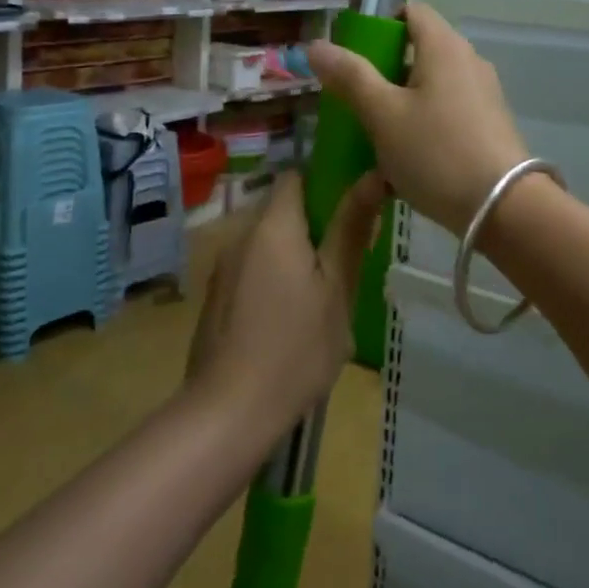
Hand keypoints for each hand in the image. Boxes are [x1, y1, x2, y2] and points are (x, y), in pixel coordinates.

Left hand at [185, 170, 384, 436]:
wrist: (229, 412)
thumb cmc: (296, 347)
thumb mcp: (337, 288)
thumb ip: (351, 229)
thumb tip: (373, 174)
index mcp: (273, 226)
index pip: (295, 176)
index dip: (324, 183)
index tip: (350, 209)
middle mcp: (241, 236)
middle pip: (281, 211)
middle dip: (313, 226)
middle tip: (345, 261)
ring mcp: (222, 268)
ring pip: (266, 243)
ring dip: (292, 256)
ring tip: (320, 295)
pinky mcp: (215, 298)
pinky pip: (250, 269)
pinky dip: (271, 279)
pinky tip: (287, 319)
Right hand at [307, 2, 530, 233]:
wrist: (504, 208)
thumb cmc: (436, 152)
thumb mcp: (383, 115)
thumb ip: (350, 77)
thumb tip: (316, 46)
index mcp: (444, 46)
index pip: (410, 11)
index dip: (379, 26)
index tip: (355, 60)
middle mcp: (468, 61)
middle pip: (418, 50)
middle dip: (384, 73)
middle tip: (357, 104)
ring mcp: (483, 94)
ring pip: (431, 87)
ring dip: (401, 105)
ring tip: (377, 140)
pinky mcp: (490, 125)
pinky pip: (447, 113)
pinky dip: (424, 127)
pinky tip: (407, 164)